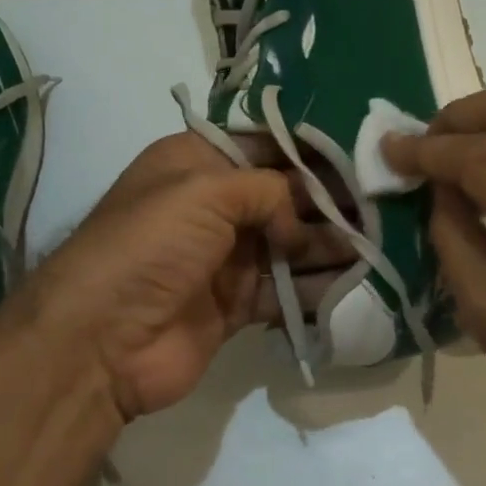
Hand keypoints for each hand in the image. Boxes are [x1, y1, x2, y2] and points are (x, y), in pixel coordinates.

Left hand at [9, 132, 351, 422]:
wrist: (101, 341)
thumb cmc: (149, 247)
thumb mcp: (204, 191)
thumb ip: (266, 189)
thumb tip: (300, 220)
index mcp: (196, 164)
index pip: (264, 145)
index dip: (310, 148)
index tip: (362, 152)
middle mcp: (213, 207)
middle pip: (284, 196)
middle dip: (330, 199)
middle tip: (385, 203)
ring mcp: (225, 259)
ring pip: (292, 245)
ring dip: (332, 245)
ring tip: (383, 243)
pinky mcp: (236, 306)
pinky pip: (286, 292)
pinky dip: (317, 290)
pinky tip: (358, 285)